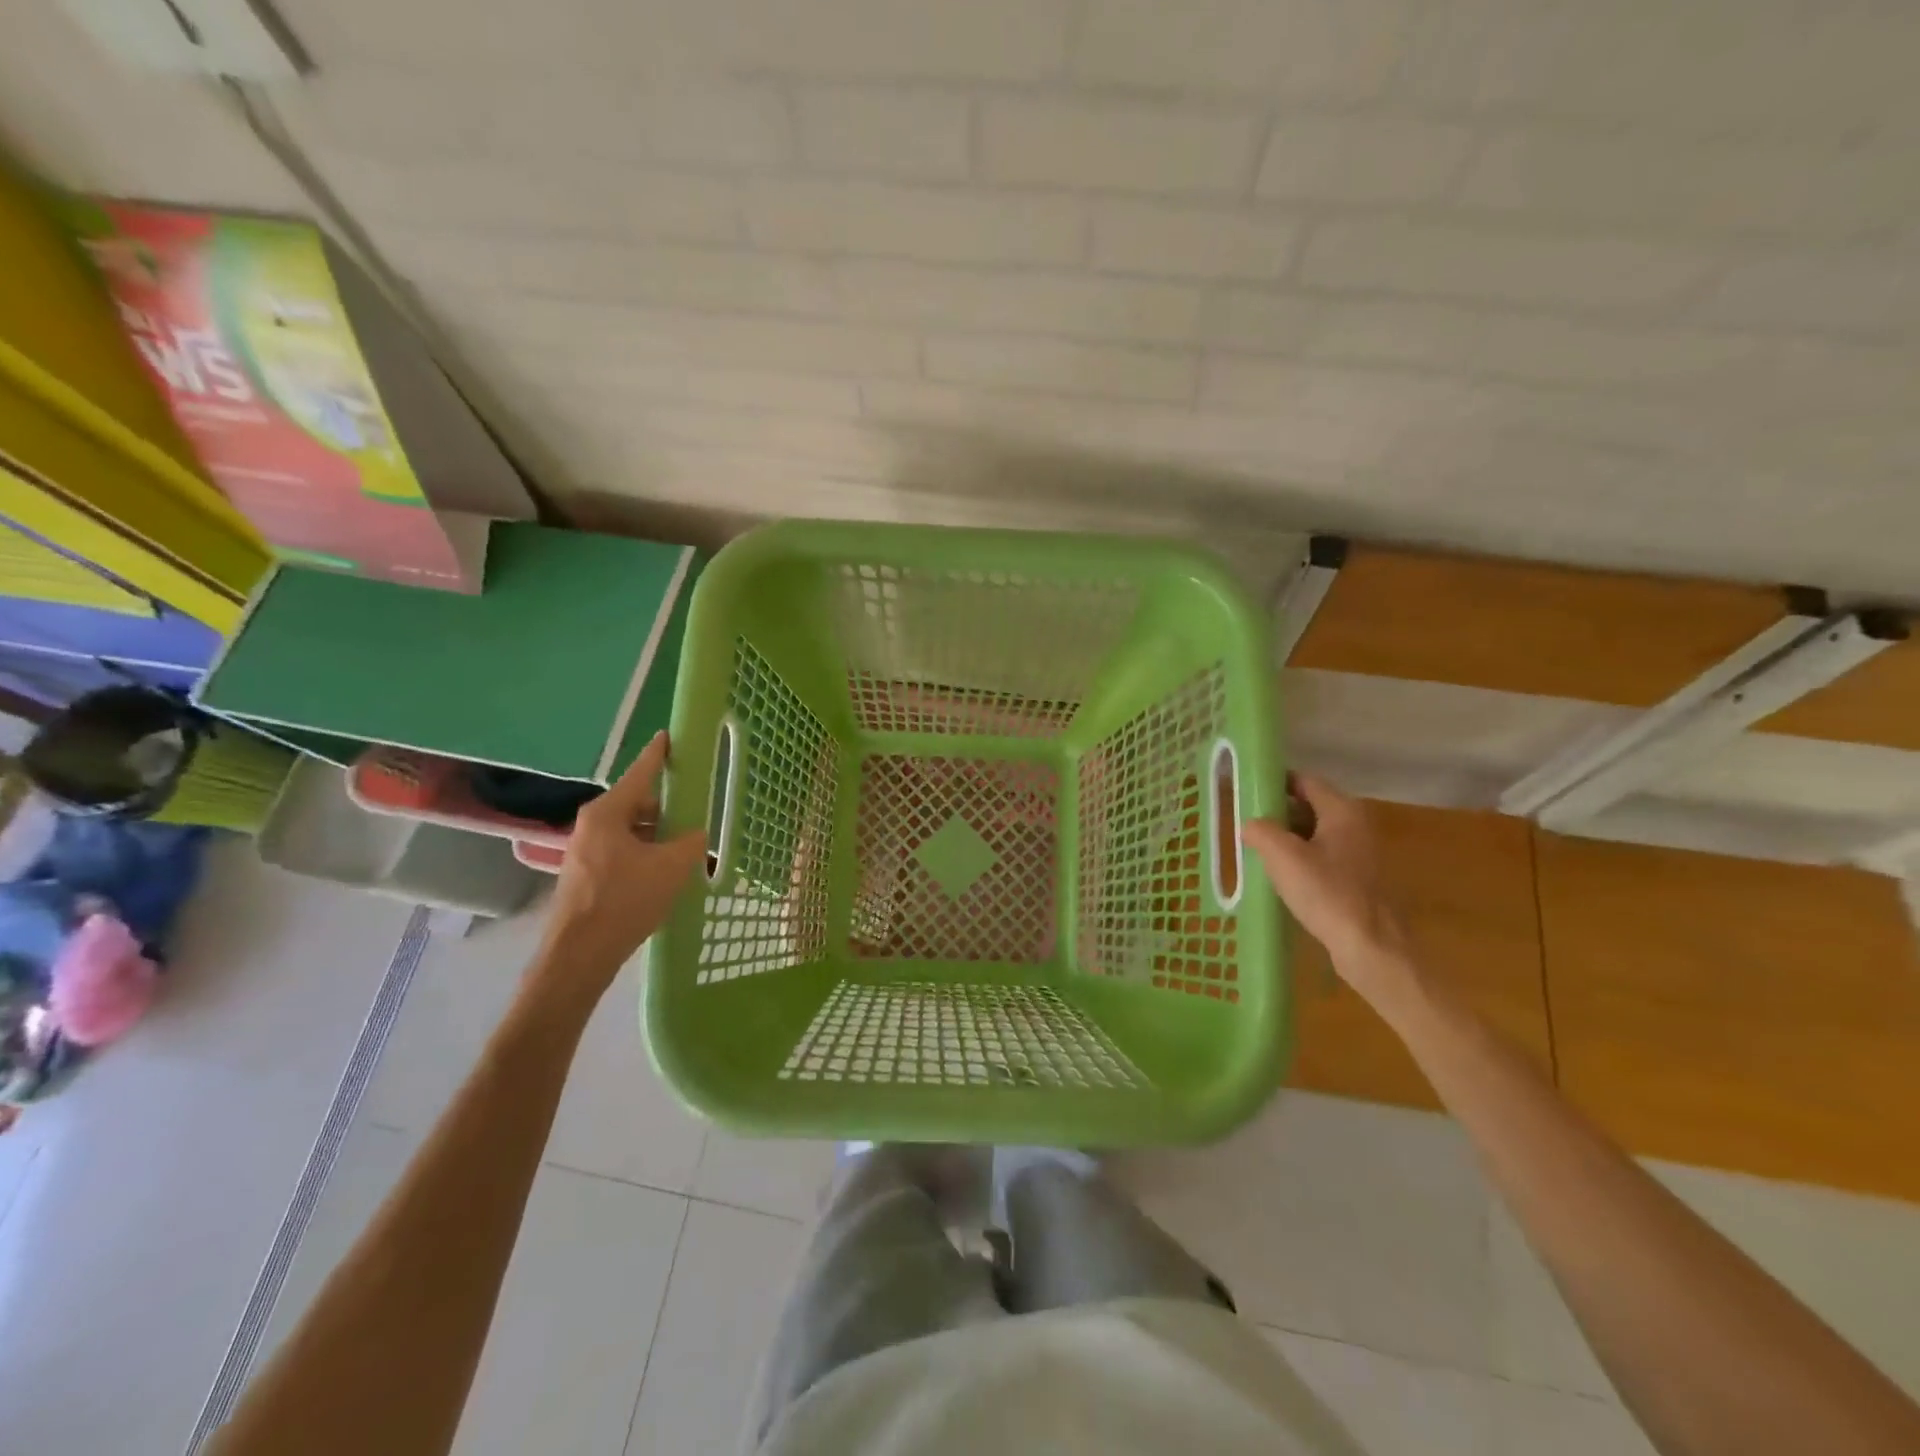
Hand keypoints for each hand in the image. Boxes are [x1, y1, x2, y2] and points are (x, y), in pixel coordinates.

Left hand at [531, 731, 706, 1011]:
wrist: (579, 956)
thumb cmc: (625, 900)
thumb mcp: (671, 867)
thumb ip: (692, 842)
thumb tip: (698, 835)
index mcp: (608, 813)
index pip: (640, 773)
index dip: (658, 754)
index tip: (669, 736)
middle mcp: (592, 825)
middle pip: (638, 804)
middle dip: (668, 810)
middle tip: (696, 818)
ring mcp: (586, 851)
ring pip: (632, 831)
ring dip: (658, 836)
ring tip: (686, 852)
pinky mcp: (586, 875)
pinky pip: (623, 851)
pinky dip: (645, 855)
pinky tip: (664, 874)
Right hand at [1242, 773, 1412, 1002]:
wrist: (1370, 946)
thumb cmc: (1327, 893)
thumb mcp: (1283, 856)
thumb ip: (1261, 830)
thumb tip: (1250, 825)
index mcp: (1342, 811)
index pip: (1304, 781)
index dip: (1274, 781)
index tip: (1246, 790)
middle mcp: (1356, 825)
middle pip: (1309, 806)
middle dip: (1277, 812)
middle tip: (1245, 821)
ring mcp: (1359, 853)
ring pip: (1314, 833)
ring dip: (1286, 838)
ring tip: (1255, 848)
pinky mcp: (1356, 879)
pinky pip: (1321, 857)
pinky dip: (1299, 859)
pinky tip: (1279, 876)